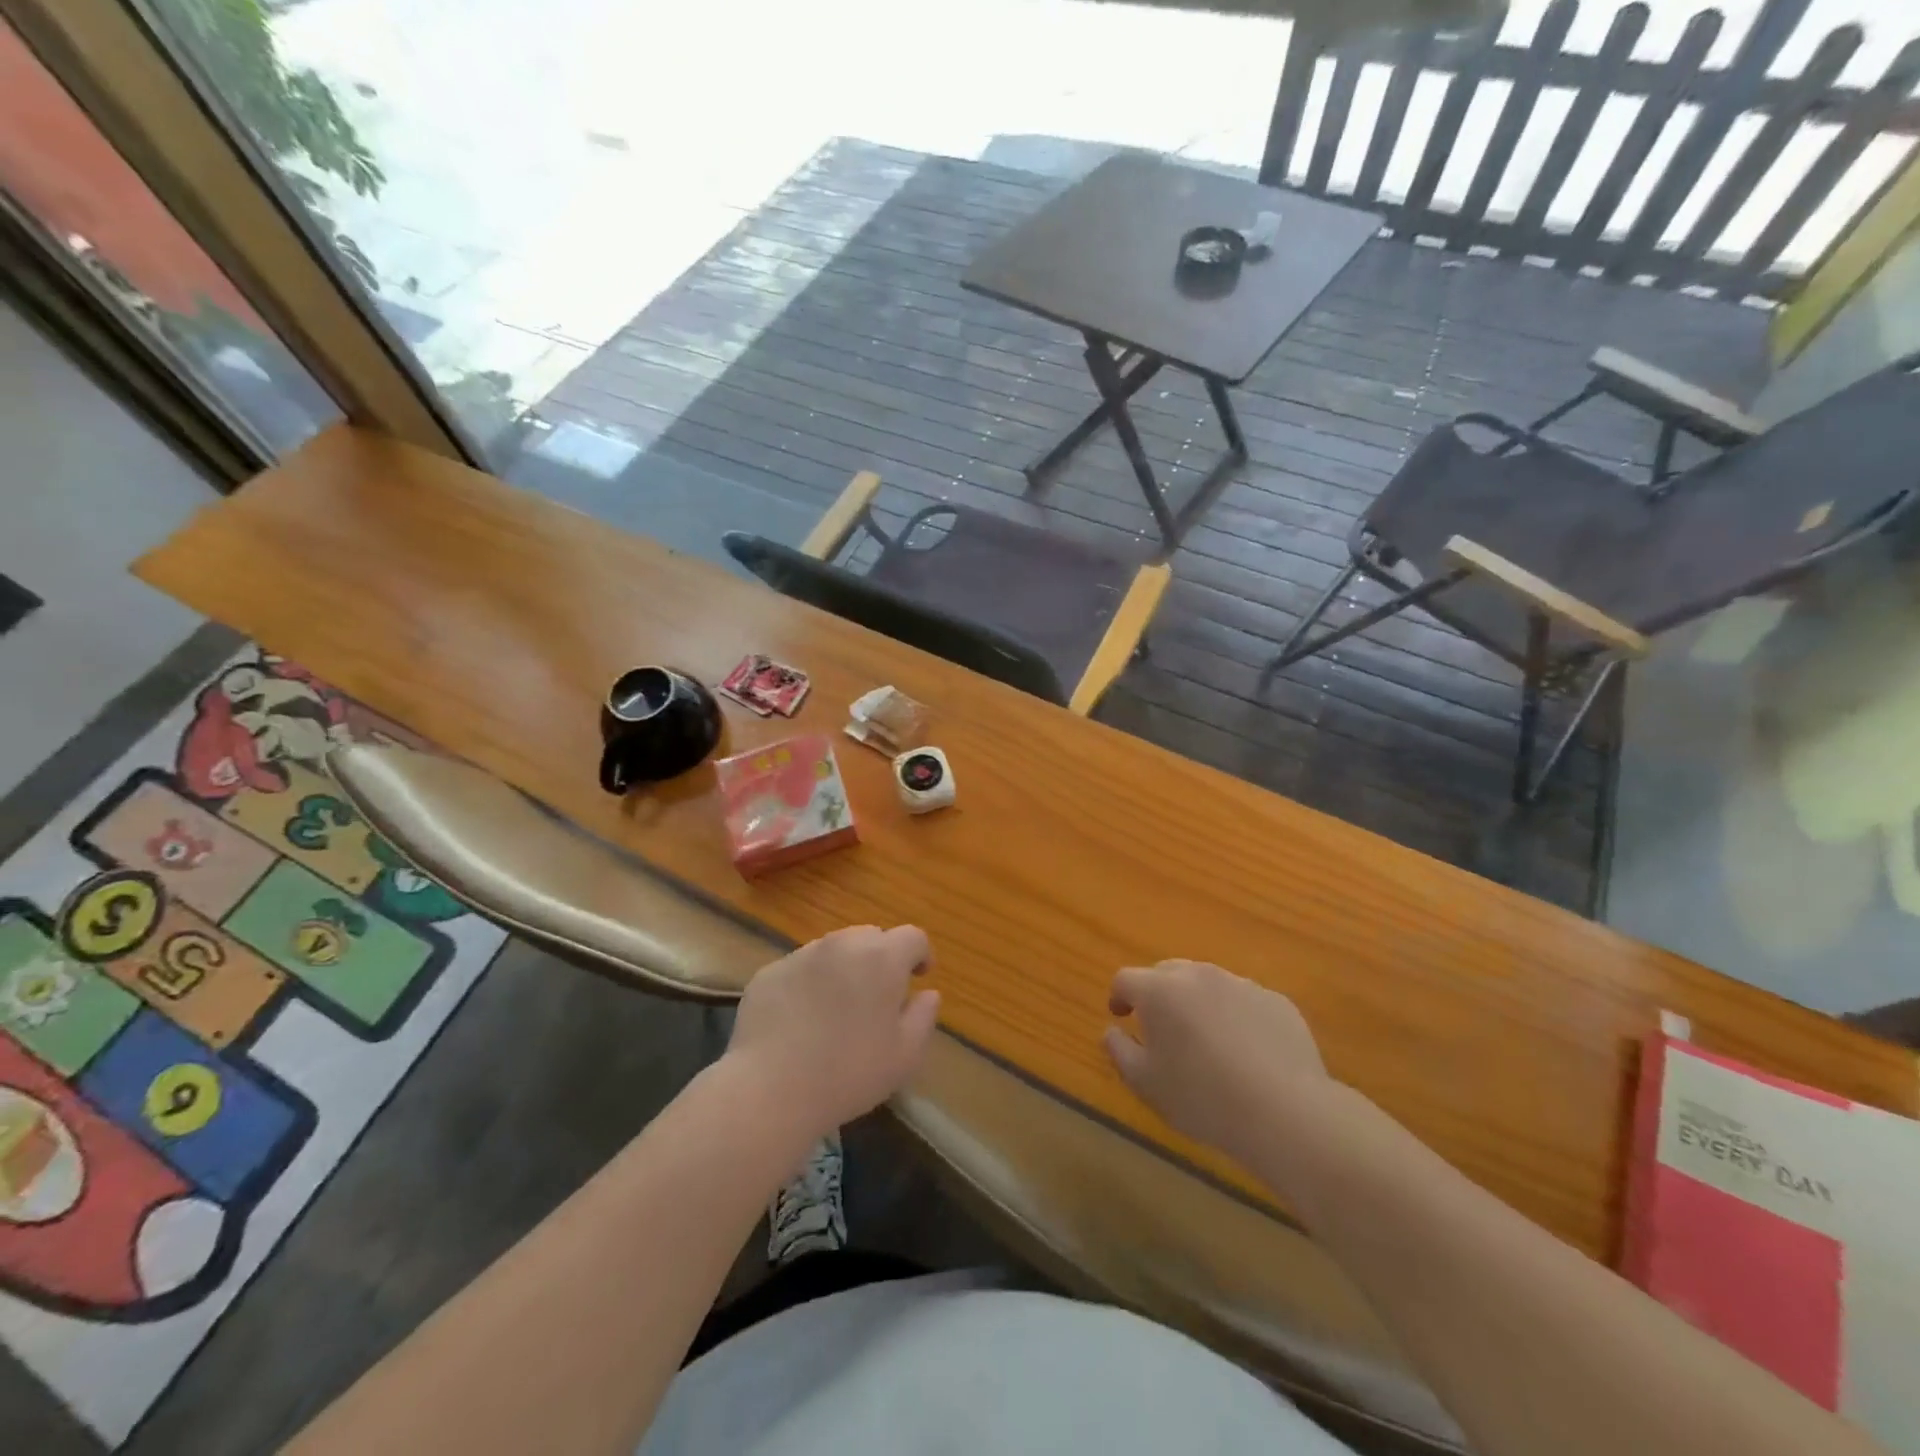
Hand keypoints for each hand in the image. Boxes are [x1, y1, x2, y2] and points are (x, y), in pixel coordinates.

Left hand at [724, 926, 939, 1142]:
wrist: (770, 1089)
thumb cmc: (849, 1073)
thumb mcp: (905, 1055)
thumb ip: (924, 1016)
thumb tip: (928, 994)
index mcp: (882, 957)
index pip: (912, 937)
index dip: (920, 954)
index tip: (918, 977)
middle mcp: (842, 944)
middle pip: (871, 937)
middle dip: (881, 959)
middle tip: (878, 996)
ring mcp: (801, 955)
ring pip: (833, 950)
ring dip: (844, 969)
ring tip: (837, 1008)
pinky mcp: (769, 972)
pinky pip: (800, 969)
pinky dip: (809, 984)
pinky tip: (801, 1020)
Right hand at [1105, 960, 1331, 1160]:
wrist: (1284, 1111)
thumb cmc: (1202, 1097)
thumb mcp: (1145, 1083)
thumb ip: (1120, 1050)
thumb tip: (1112, 1031)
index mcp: (1159, 990)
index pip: (1126, 979)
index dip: (1119, 997)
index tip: (1122, 1018)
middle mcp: (1198, 975)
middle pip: (1167, 973)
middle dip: (1158, 994)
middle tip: (1162, 1029)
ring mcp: (1241, 984)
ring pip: (1208, 984)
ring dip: (1198, 1003)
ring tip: (1206, 1041)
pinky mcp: (1276, 1001)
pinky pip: (1244, 1001)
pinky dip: (1236, 1017)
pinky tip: (1246, 1053)